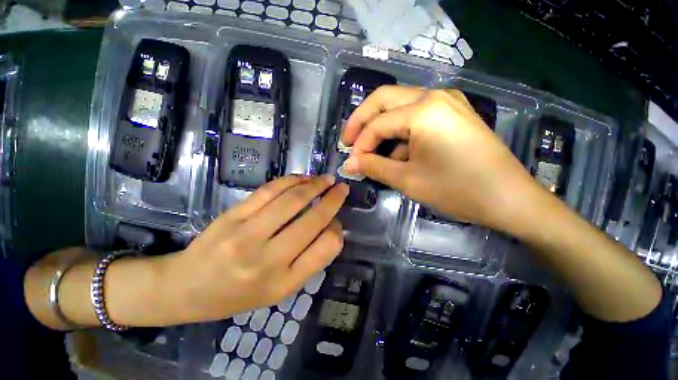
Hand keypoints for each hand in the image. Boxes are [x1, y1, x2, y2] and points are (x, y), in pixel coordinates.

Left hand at [169, 175, 347, 322]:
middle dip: (333, 199)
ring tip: (326, 179)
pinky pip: (269, 191)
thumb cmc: (238, 294)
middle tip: (342, 188)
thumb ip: (309, 260)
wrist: (186, 288)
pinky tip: (302, 178)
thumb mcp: (280, 290)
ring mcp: (248, 234)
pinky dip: (291, 180)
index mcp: (284, 282)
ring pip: (292, 200)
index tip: (337, 220)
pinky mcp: (233, 215)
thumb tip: (330, 225)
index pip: (326, 248)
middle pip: (312, 220)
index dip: (337, 229)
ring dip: (314, 185)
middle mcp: (268, 259)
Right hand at [341, 86, 537, 229]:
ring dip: (381, 126)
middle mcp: (434, 96)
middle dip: (361, 120)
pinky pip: (416, 115)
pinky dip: (400, 132)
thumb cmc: (457, 190)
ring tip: (372, 152)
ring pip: (399, 106)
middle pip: (384, 99)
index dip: (360, 145)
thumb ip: (374, 167)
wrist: (509, 198)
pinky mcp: (453, 113)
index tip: (351, 163)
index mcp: (423, 110)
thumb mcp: (408, 180)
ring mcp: (446, 102)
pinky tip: (397, 152)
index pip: (377, 124)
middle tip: (349, 141)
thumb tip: (348, 164)